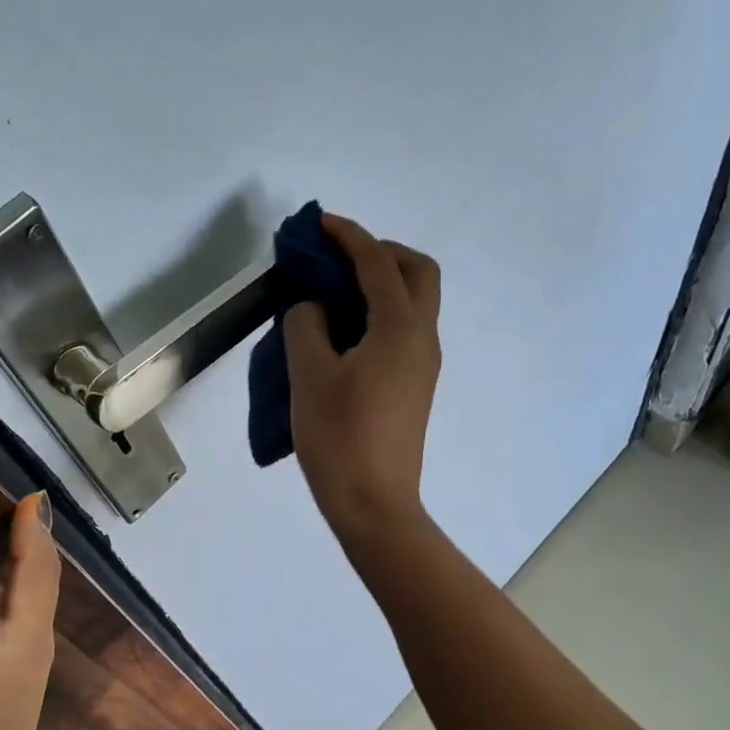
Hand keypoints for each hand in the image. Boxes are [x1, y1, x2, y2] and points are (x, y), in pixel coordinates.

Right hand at [285, 212, 441, 541]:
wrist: (373, 504)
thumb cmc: (339, 438)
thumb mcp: (309, 376)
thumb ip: (307, 326)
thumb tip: (315, 309)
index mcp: (400, 329)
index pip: (378, 265)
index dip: (349, 237)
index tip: (320, 224)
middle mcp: (422, 339)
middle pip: (418, 273)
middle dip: (382, 253)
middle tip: (340, 260)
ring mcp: (423, 366)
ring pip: (415, 303)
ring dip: (382, 284)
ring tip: (335, 295)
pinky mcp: (414, 388)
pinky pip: (404, 332)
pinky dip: (380, 315)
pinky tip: (344, 334)